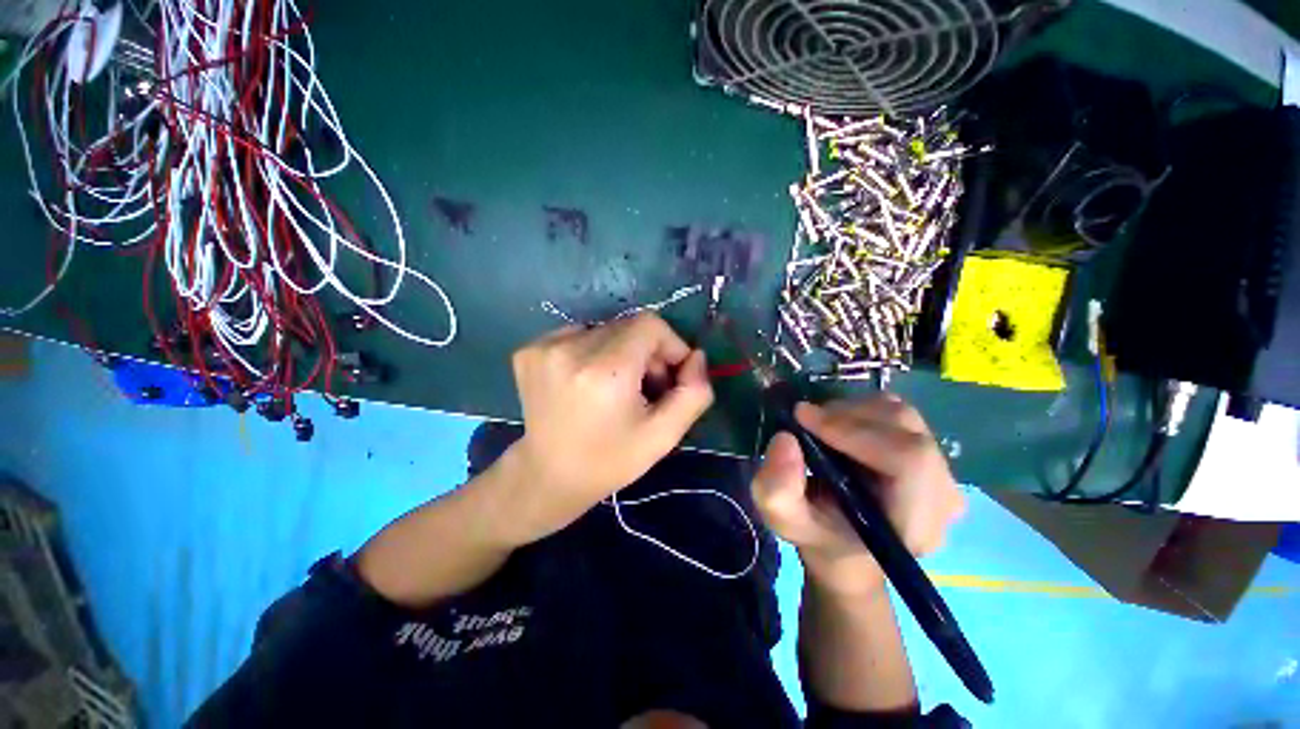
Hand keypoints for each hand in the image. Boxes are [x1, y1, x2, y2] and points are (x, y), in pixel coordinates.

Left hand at [497, 312, 713, 543]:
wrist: (548, 476)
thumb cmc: (610, 460)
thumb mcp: (663, 436)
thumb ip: (693, 393)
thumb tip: (696, 356)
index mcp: (605, 371)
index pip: (649, 324)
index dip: (669, 345)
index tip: (669, 375)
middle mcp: (570, 349)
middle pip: (627, 327)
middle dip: (646, 352)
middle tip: (643, 388)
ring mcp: (544, 347)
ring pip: (605, 329)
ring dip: (619, 351)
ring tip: (614, 387)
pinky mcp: (529, 350)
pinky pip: (579, 334)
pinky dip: (593, 351)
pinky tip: (588, 381)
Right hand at [750, 395, 964, 595]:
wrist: (846, 546)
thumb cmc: (818, 536)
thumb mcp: (784, 520)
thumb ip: (777, 490)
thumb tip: (785, 438)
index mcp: (915, 523)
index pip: (909, 460)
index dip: (855, 431)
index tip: (804, 418)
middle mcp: (942, 495)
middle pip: (905, 429)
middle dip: (846, 416)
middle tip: (805, 420)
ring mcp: (942, 470)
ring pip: (900, 414)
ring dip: (851, 411)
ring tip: (820, 427)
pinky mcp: (930, 452)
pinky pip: (897, 413)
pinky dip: (860, 410)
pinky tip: (839, 428)